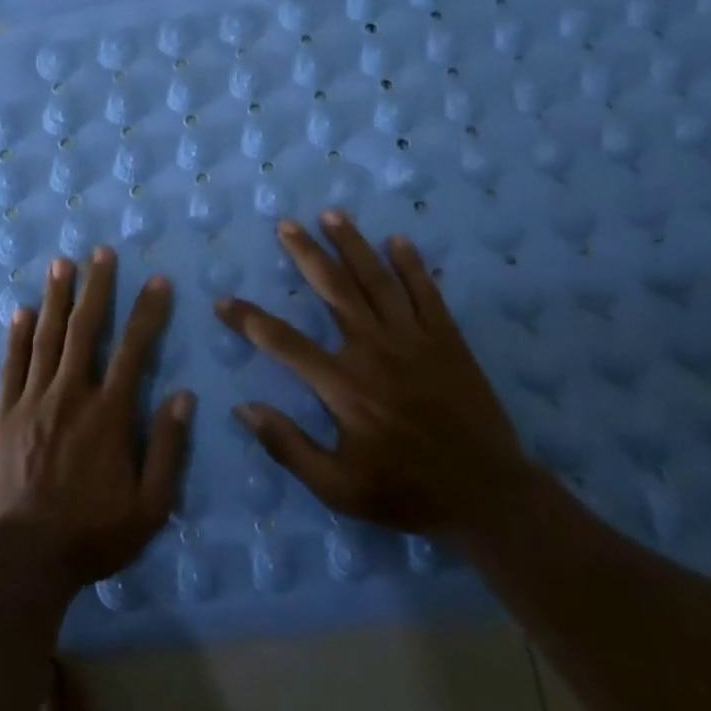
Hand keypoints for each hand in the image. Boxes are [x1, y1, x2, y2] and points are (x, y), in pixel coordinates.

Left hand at [0, 247, 191, 586]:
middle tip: (100, 252)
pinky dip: (18, 336)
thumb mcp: (149, 505)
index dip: (147, 312)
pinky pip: (12, 365)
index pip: (134, 349)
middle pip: (85, 330)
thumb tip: (183, 396)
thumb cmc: (93, 533)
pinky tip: (21, 311)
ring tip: (61, 264)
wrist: (26, 558)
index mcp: (109, 414)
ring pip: (46, 338)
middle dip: (96, 288)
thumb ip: (167, 448)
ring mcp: (32, 401)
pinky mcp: (4, 414)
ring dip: (56, 299)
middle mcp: (71, 395)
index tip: (157, 281)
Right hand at [215, 210, 541, 537]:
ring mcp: (415, 340)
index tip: (223, 301)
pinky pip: (426, 293)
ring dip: (352, 244)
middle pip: (334, 289)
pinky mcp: (448, 340)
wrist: (488, 496)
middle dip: (306, 253)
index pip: (284, 342)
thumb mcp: (337, 488)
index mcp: (344, 386)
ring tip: (331, 214)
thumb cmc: (406, 492)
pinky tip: (398, 240)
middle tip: (286, 224)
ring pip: (378, 280)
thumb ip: (288, 446)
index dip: (249, 320)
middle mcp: (375, 350)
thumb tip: (244, 408)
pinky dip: (412, 265)